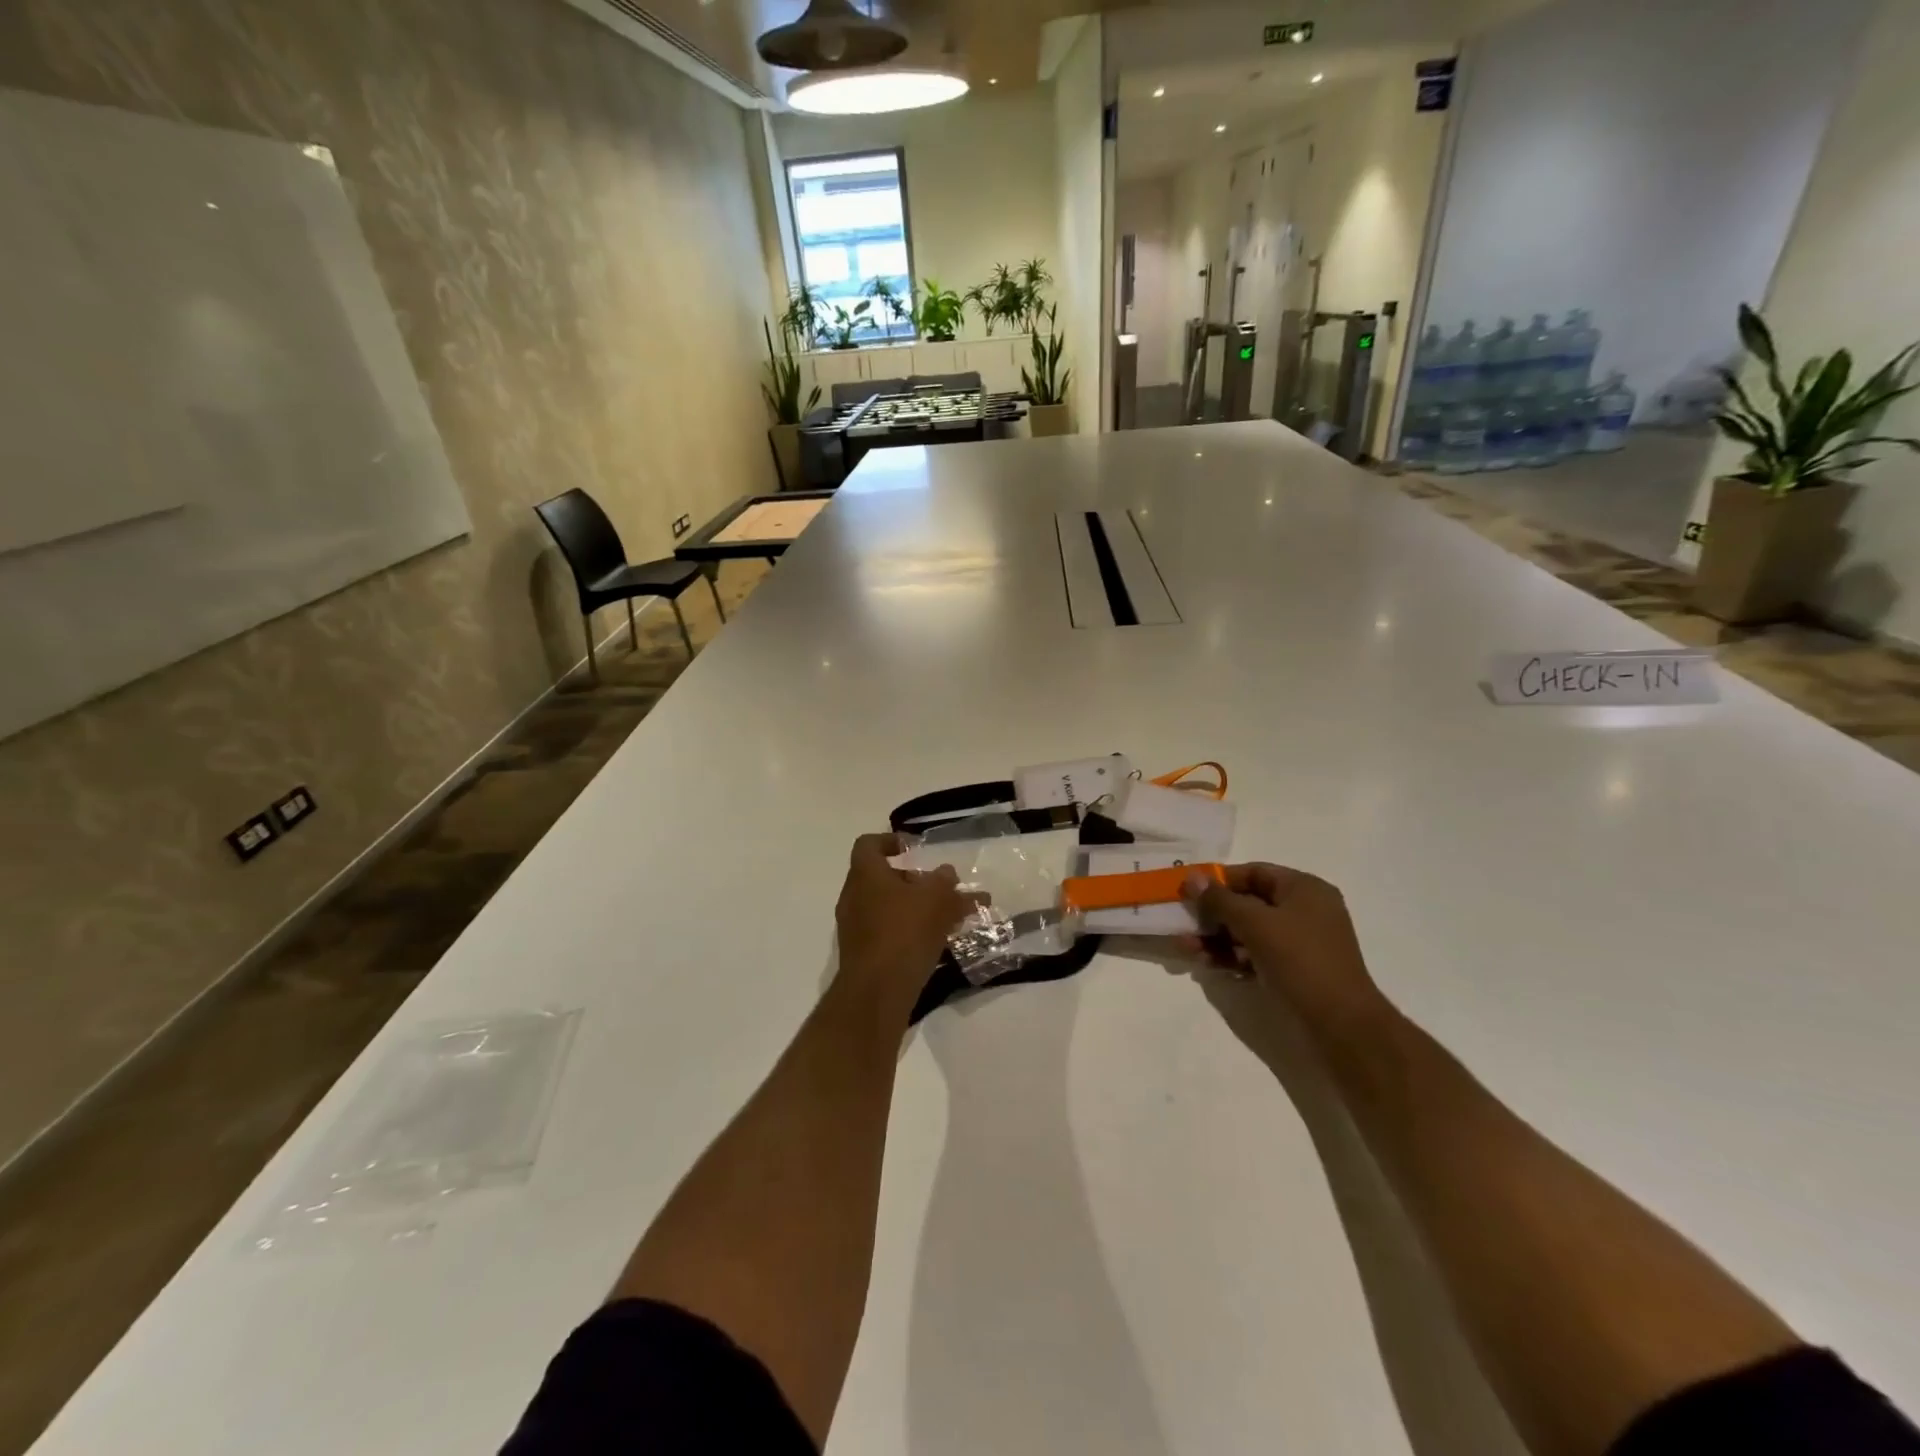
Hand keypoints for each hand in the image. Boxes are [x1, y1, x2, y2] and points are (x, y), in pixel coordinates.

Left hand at [834, 834, 978, 1011]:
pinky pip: (891, 933)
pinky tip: (941, 942)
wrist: (877, 992)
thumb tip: (946, 874)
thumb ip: (944, 882)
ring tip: (953, 917)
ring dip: (919, 908)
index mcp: (866, 874)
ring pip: (891, 908)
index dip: (889, 841)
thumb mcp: (936, 898)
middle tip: (942, 888)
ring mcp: (857, 928)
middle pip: (884, 878)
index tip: (912, 848)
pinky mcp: (865, 955)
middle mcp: (855, 897)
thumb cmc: (905, 931)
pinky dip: (913, 932)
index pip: (869, 844)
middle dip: (916, 881)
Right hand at [1182, 864, 1385, 1031]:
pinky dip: (1231, 957)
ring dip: (1216, 938)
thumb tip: (1192, 878)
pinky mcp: (1293, 970)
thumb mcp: (1256, 923)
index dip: (1219, 880)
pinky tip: (1206, 964)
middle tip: (1183, 923)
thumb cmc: (1300, 960)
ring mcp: (1299, 942)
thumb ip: (1220, 900)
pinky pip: (1255, 954)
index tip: (1188, 891)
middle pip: (1248, 903)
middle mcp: (1303, 910)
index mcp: (1304, 889)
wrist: (1340, 1025)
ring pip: (1248, 931)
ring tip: (1187, 948)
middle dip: (1213, 914)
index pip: (1254, 872)